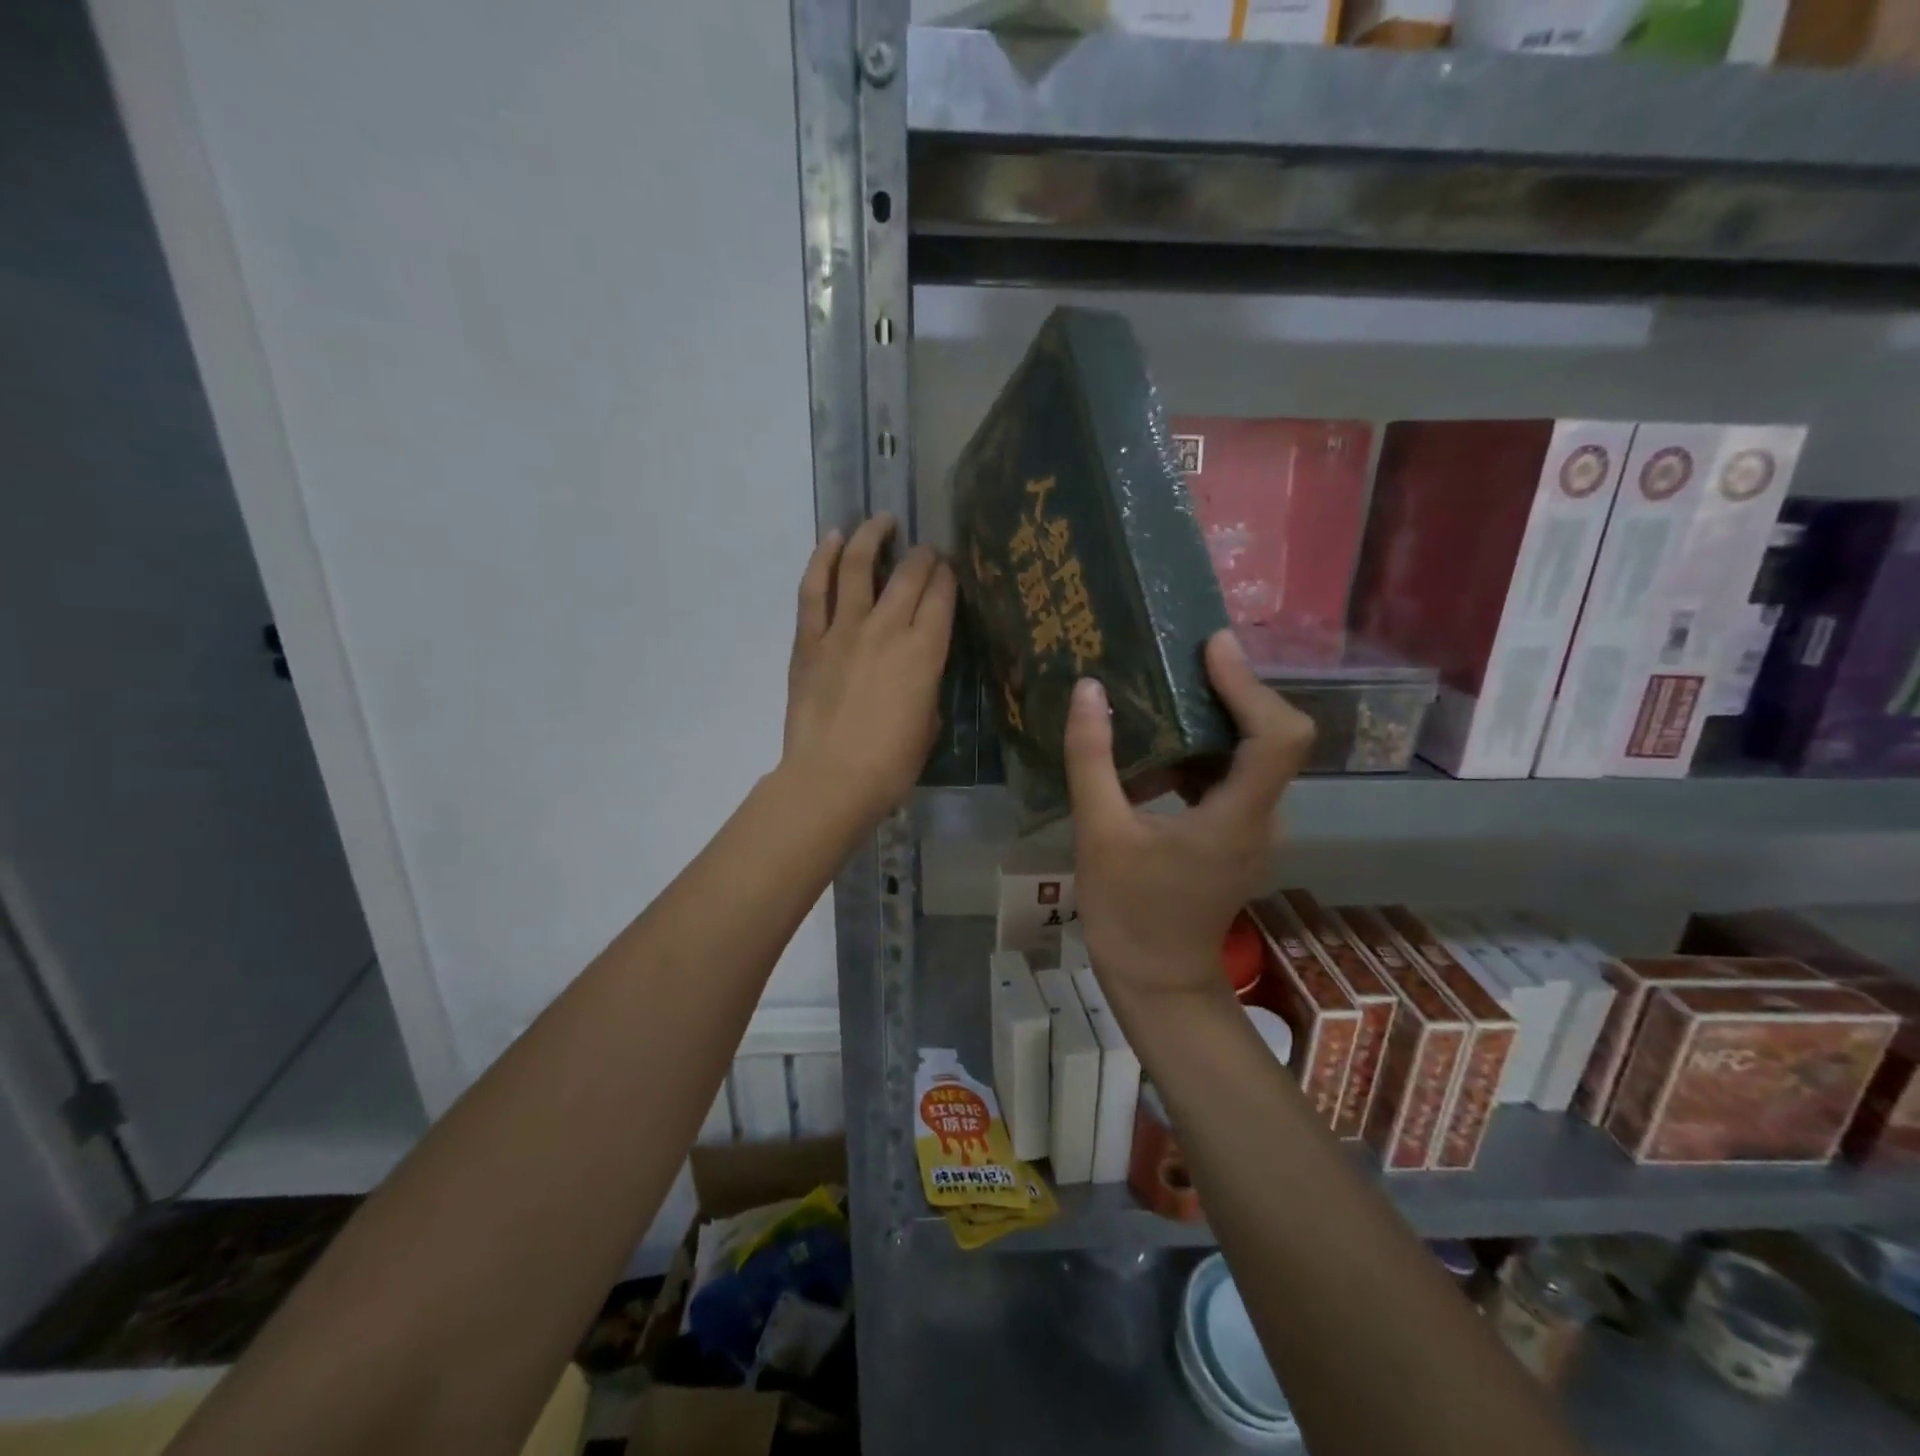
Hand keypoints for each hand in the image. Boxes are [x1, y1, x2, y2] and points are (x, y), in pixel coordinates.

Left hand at [781, 515, 955, 828]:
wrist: (831, 780)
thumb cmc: (890, 765)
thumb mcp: (928, 725)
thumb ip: (926, 687)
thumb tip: (918, 672)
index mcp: (925, 653)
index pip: (942, 595)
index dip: (948, 575)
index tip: (949, 569)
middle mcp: (888, 629)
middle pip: (908, 574)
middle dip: (922, 555)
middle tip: (925, 551)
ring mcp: (844, 630)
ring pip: (859, 566)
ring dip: (872, 536)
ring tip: (881, 521)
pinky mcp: (809, 640)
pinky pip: (815, 589)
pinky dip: (823, 559)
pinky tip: (832, 539)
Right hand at [1065, 631, 1313, 1005]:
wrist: (1156, 979)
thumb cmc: (1128, 911)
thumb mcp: (1098, 832)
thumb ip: (1092, 759)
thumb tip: (1089, 690)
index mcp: (1237, 817)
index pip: (1277, 736)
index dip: (1250, 684)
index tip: (1212, 646)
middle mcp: (1263, 818)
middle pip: (1272, 737)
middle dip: (1233, 691)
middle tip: (1184, 656)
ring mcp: (1255, 830)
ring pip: (1253, 756)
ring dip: (1216, 720)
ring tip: (1167, 688)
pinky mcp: (1239, 837)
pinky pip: (1232, 779)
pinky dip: (1202, 754)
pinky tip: (1159, 748)